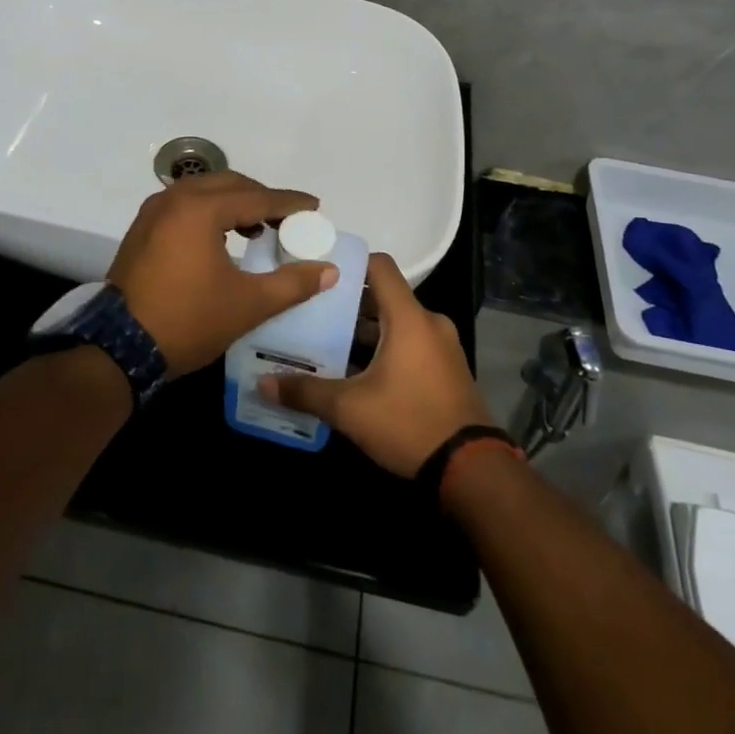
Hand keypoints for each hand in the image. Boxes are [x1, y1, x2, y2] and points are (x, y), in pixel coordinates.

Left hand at [108, 171, 336, 376]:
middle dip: (261, 198)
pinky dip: (210, 212)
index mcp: (200, 209)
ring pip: (205, 192)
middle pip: (229, 185)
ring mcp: (154, 211)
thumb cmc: (188, 320)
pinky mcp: (142, 228)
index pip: (256, 197)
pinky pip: (185, 206)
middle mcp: (175, 199)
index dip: (289, 202)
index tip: (315, 206)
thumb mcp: (247, 304)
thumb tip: (328, 270)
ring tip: (258, 228)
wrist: (119, 348)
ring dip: (234, 204)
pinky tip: (223, 237)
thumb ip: (292, 284)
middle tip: (288, 218)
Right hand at [259, 253, 491, 476]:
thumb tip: (262, 384)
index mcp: (408, 318)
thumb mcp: (350, 409)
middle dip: (349, 304)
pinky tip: (358, 372)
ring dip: (366, 331)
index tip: (320, 272)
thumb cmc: (409, 423)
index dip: (350, 263)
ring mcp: (443, 346)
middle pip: (384, 297)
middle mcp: (429, 322)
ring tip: (328, 343)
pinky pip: (411, 344)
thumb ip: (305, 391)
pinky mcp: (448, 369)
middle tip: (313, 313)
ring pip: (397, 323)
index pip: (380, 266)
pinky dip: (386, 348)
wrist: (472, 470)